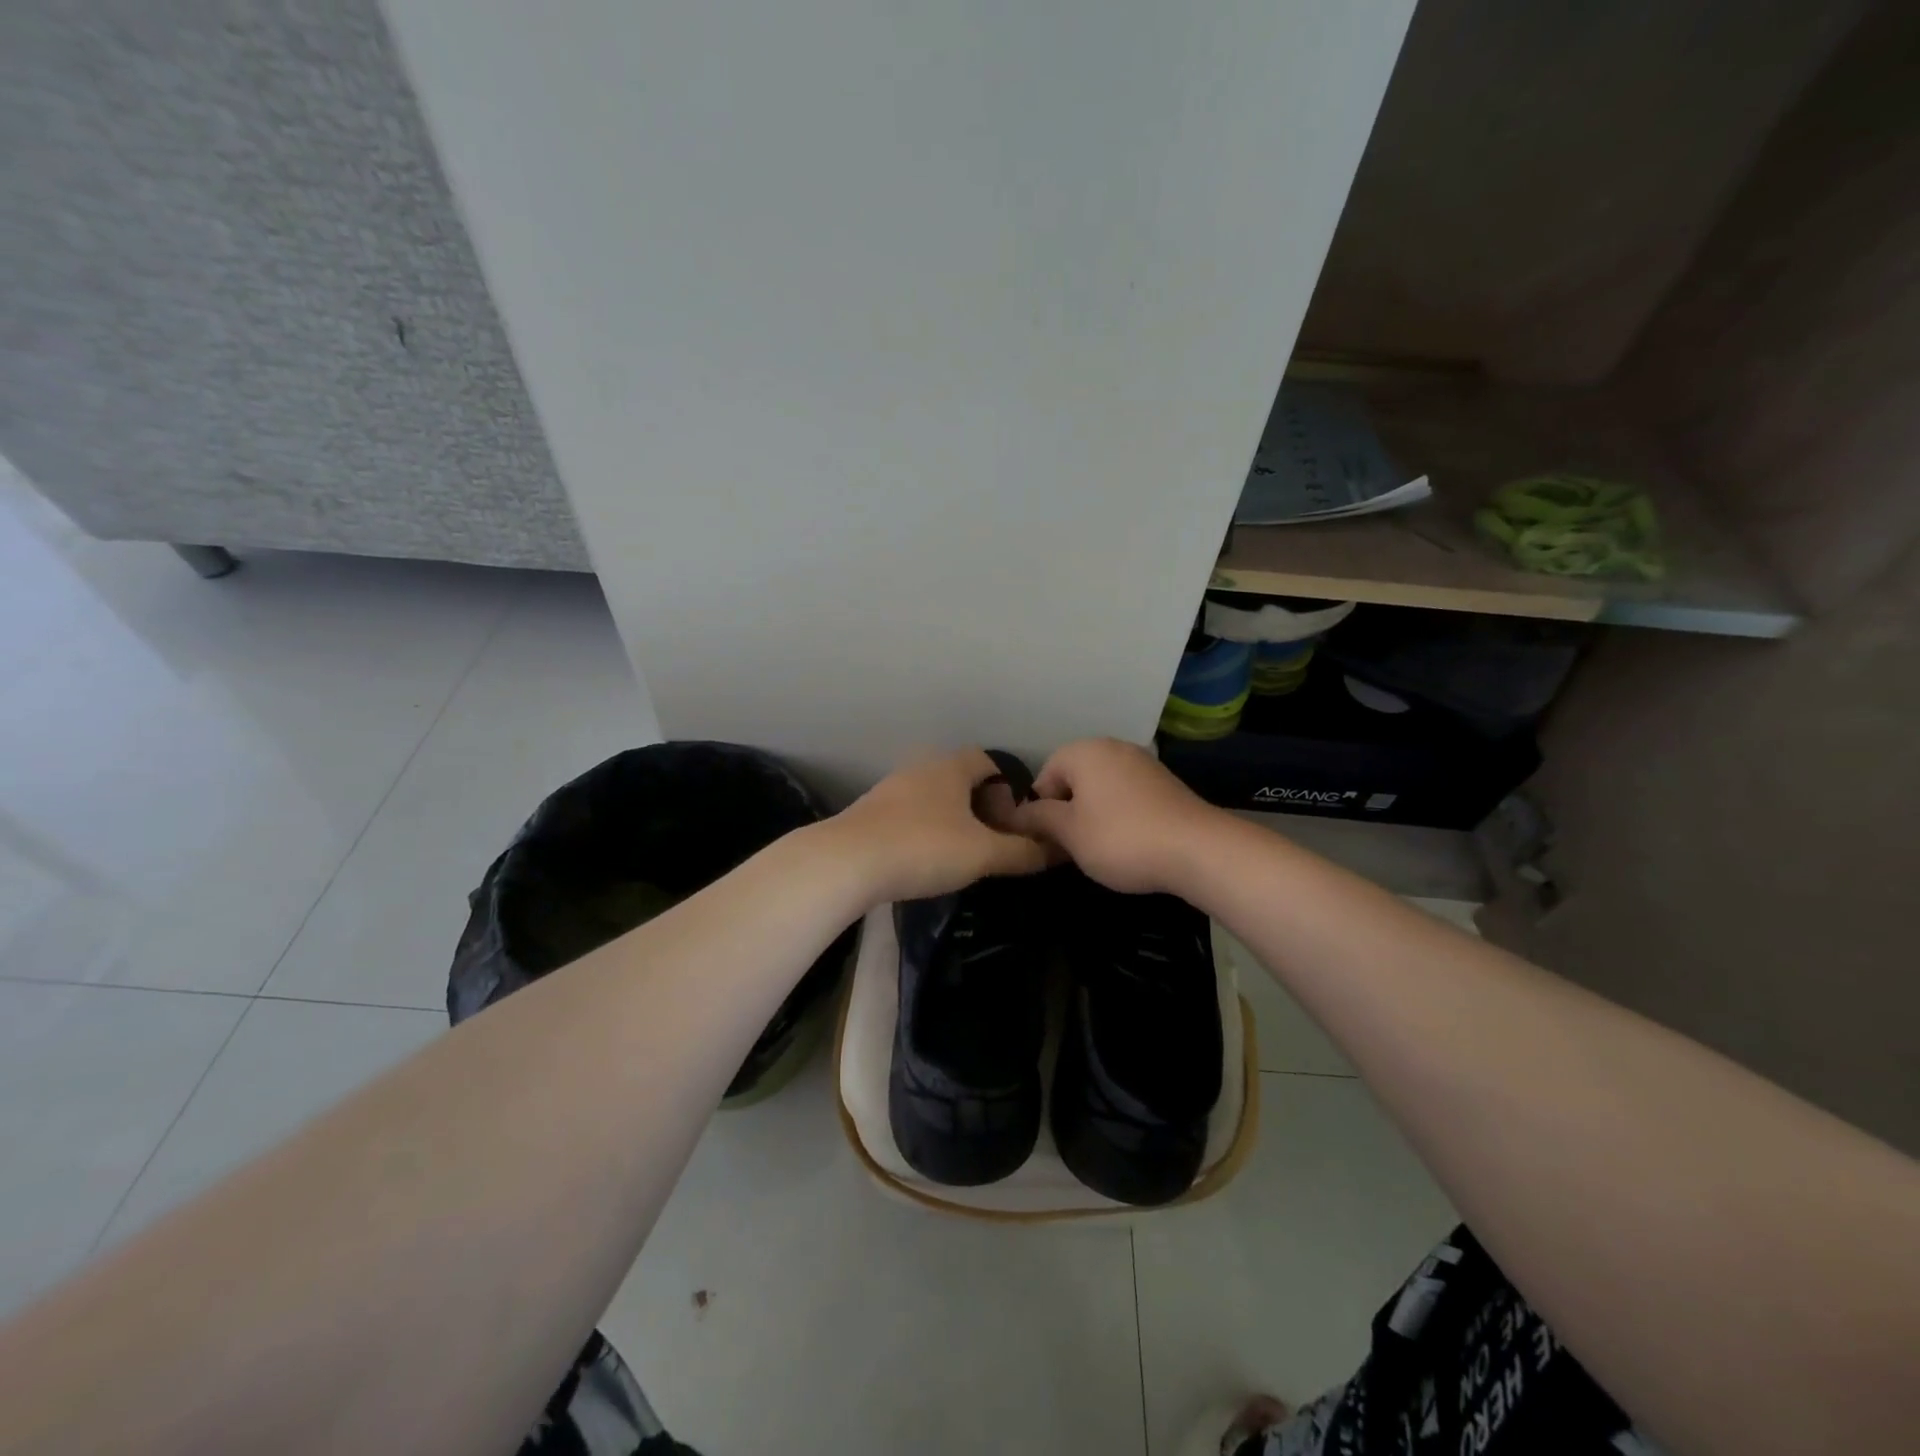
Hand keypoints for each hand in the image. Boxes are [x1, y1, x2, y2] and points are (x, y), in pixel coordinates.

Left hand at [829, 749, 1052, 904]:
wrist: (846, 862)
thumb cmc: (923, 847)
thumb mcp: (982, 854)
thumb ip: (1021, 852)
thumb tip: (1057, 851)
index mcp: (950, 767)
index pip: (989, 762)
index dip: (1008, 789)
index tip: (1015, 822)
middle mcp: (920, 770)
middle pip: (961, 780)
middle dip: (982, 808)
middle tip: (994, 841)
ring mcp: (890, 791)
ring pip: (934, 799)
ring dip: (953, 821)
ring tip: (964, 855)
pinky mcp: (870, 815)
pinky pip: (910, 816)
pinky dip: (926, 832)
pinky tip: (926, 861)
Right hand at [1010, 738, 1221, 894]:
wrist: (1198, 849)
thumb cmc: (1121, 837)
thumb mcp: (1069, 832)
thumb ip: (1037, 818)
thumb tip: (1014, 814)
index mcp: (1084, 751)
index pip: (1044, 776)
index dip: (1040, 811)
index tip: (1049, 841)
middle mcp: (1112, 747)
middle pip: (1073, 780)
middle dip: (1067, 813)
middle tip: (1071, 847)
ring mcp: (1142, 763)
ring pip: (1100, 790)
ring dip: (1093, 816)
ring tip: (1099, 849)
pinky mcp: (1164, 783)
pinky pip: (1126, 796)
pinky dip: (1120, 816)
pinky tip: (1128, 843)